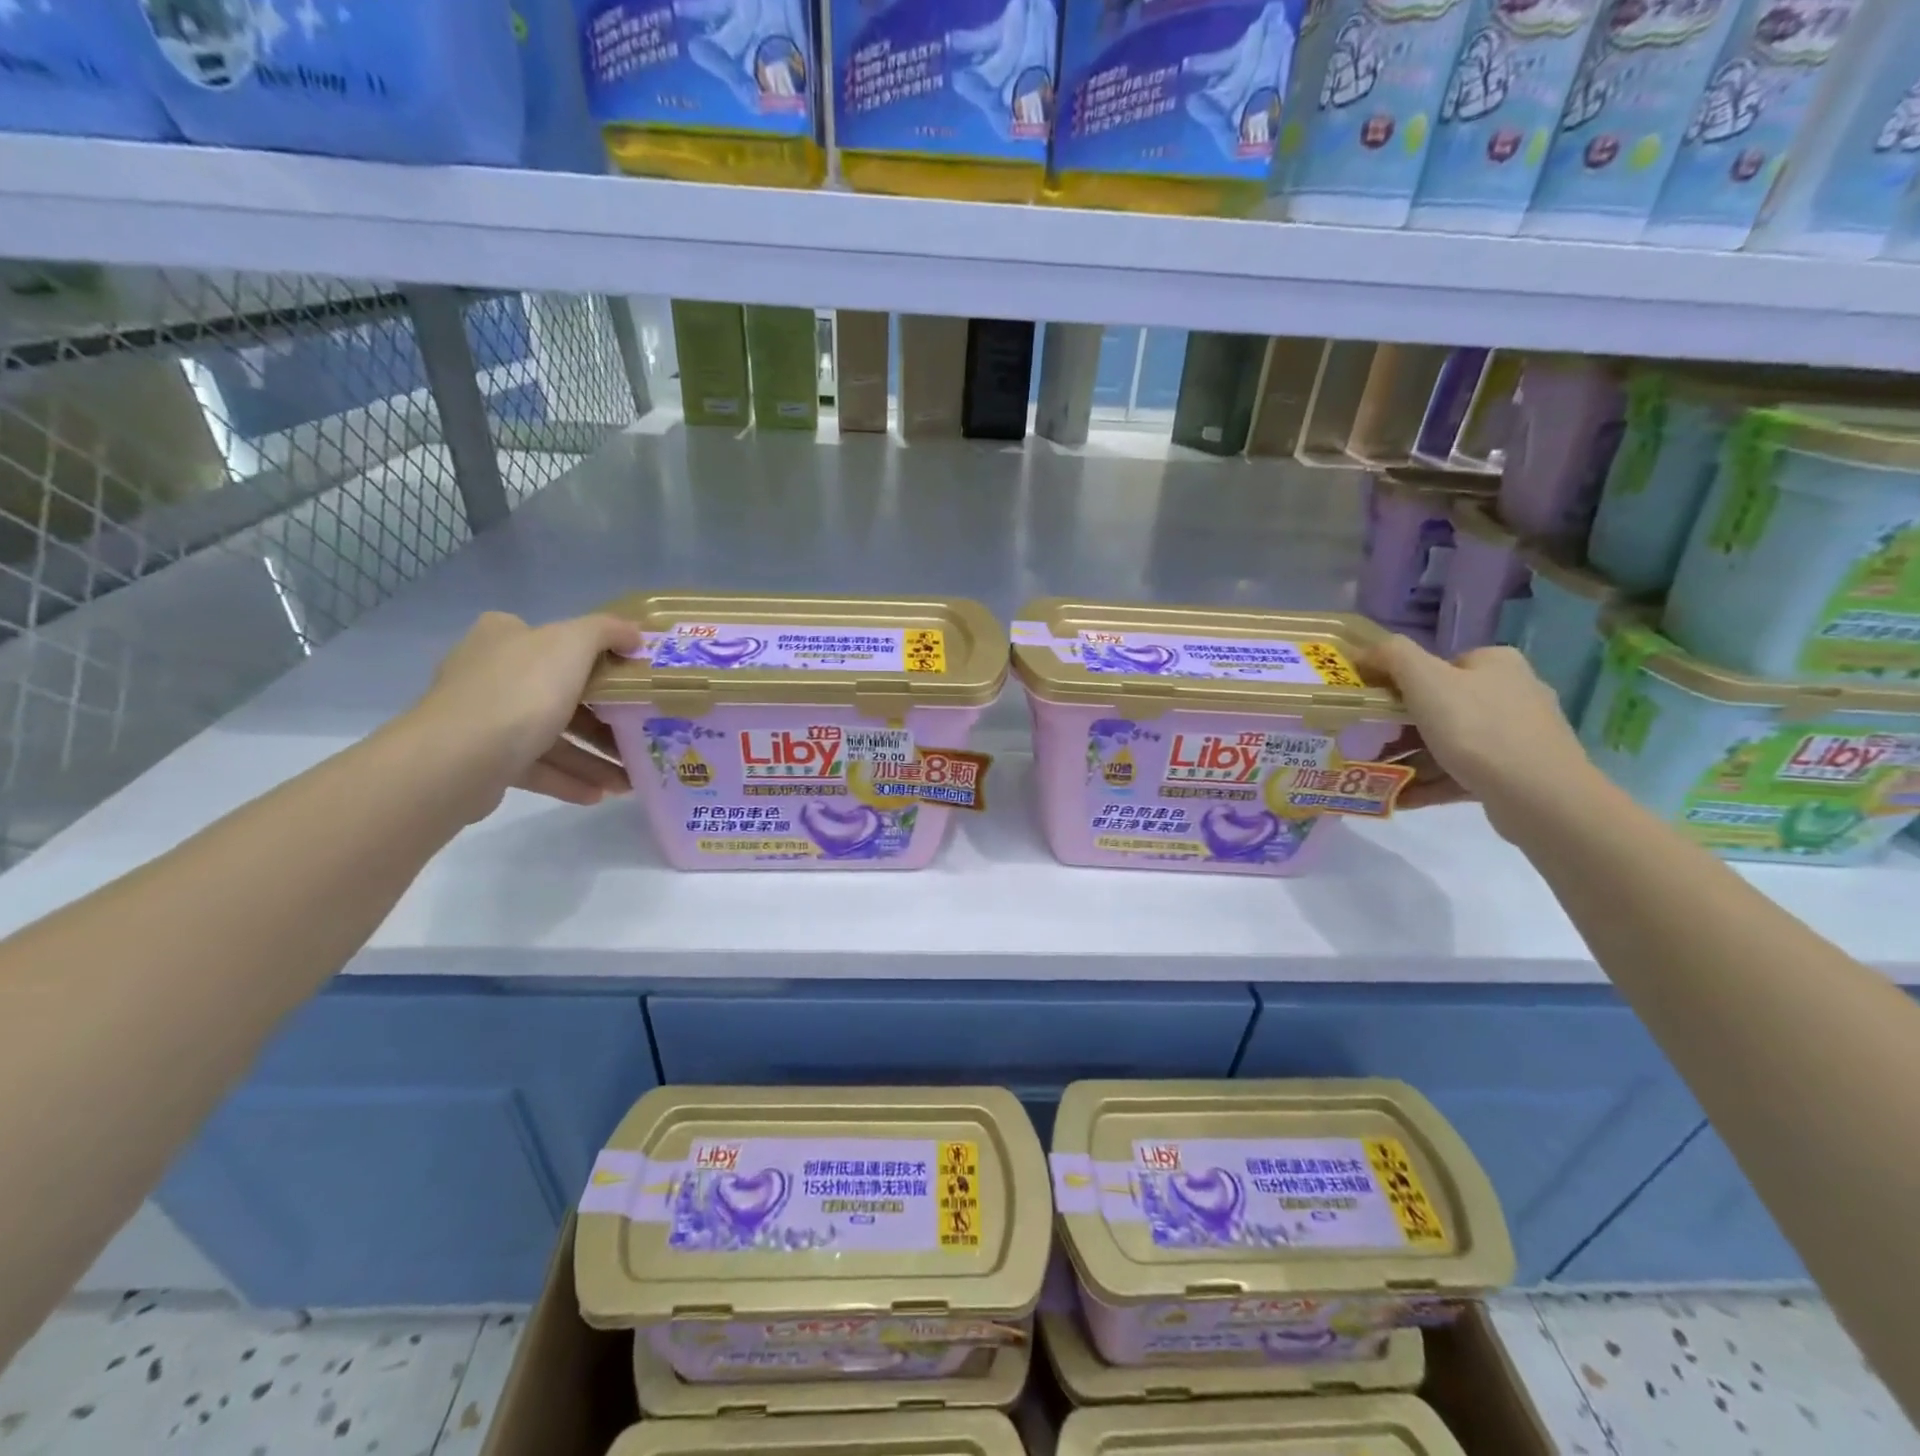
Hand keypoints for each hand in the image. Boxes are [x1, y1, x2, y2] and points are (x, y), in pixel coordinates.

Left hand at [412, 611, 643, 817]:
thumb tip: (635, 633)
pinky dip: (569, 779)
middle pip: (560, 693)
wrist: (459, 759)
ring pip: (552, 735)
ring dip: (593, 757)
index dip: (597, 658)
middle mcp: (490, 672)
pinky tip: (600, 794)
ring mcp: (484, 717)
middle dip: (605, 720)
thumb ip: (607, 631)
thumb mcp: (572, 644)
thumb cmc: (521, 691)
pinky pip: (537, 767)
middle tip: (640, 735)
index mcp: (505, 636)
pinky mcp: (484, 759)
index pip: (556, 639)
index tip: (631, 681)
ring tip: (628, 780)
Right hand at [1362, 636, 1601, 839]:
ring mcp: (1519, 734)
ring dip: (1411, 758)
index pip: (1439, 665)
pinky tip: (1401, 796)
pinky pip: (1463, 772)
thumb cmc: (1476, 729)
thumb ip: (1393, 655)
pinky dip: (1430, 782)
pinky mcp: (1518, 772)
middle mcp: (1513, 692)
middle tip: (1370, 743)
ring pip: (1451, 742)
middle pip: (1442, 705)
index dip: (1401, 683)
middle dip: (1402, 727)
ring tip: (1379, 774)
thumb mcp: (1425, 680)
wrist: (1539, 795)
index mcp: (1496, 664)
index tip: (1374, 707)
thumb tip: (1365, 650)